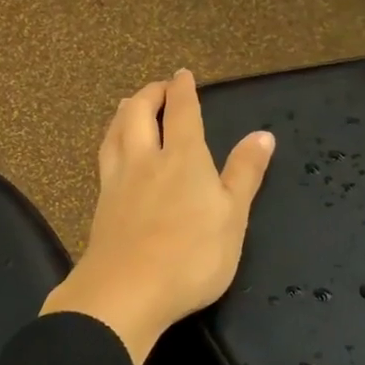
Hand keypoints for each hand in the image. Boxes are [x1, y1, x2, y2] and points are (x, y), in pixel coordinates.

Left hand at [41, 71, 274, 364]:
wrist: (126, 290)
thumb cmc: (192, 256)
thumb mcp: (233, 217)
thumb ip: (244, 174)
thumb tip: (263, 135)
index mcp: (183, 158)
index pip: (182, 112)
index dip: (183, 90)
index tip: (182, 75)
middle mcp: (145, 160)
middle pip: (139, 114)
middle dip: (149, 94)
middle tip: (158, 87)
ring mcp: (117, 181)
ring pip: (115, 132)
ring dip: (124, 113)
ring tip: (128, 105)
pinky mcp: (101, 204)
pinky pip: (104, 158)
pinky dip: (110, 140)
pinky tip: (112, 151)